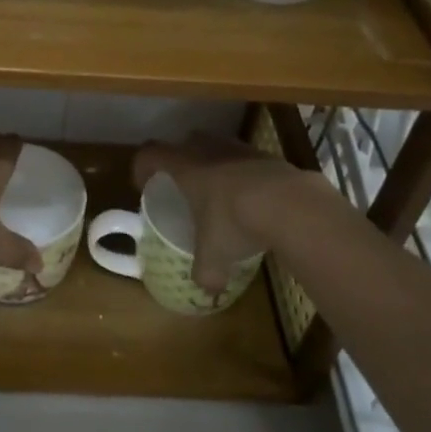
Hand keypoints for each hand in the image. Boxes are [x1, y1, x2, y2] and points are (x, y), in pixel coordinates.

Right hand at [133, 133, 329, 293]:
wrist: (288, 202)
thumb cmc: (234, 221)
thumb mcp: (214, 255)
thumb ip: (206, 272)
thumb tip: (207, 290)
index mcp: (184, 168)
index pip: (150, 154)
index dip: (142, 167)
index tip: (144, 184)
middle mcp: (208, 150)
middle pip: (185, 141)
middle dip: (181, 159)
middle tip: (184, 184)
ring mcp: (239, 149)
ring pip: (218, 146)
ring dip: (215, 163)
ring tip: (221, 191)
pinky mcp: (267, 155)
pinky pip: (247, 159)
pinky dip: (245, 174)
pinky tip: (254, 198)